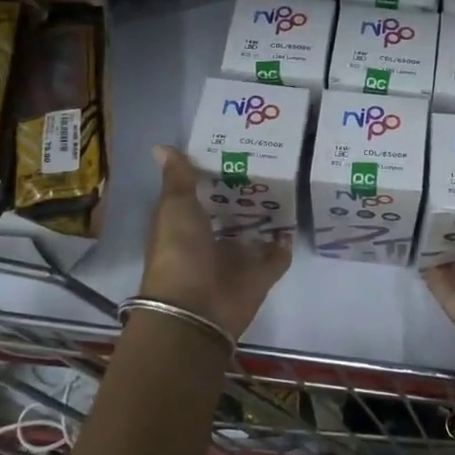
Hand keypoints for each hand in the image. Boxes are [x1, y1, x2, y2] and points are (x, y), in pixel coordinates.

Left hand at [138, 145, 289, 338]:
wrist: (197, 309)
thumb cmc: (179, 252)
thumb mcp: (175, 208)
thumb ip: (178, 179)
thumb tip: (161, 145)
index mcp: (185, 226)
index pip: (200, 197)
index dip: (213, 176)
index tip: (233, 151)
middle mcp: (210, 242)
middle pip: (231, 215)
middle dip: (245, 196)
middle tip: (269, 164)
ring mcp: (237, 260)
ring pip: (254, 235)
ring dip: (267, 219)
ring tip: (287, 187)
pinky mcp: (261, 276)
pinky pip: (277, 256)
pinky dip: (285, 243)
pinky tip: (294, 222)